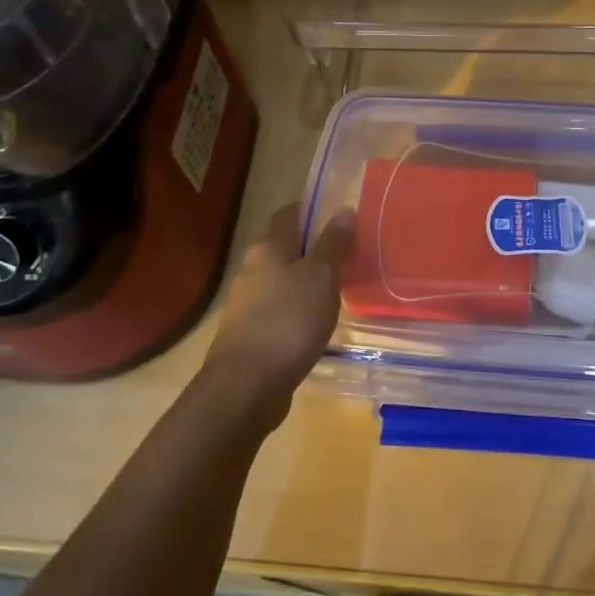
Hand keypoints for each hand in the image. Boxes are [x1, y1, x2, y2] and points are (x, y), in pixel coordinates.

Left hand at [200, 203, 354, 430]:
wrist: (246, 386)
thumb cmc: (288, 321)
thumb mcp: (320, 277)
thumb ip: (333, 244)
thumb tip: (344, 209)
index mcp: (269, 247)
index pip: (289, 213)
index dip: (313, 209)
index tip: (340, 215)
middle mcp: (253, 268)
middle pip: (285, 246)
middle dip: (313, 246)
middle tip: (348, 253)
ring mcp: (248, 302)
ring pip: (282, 279)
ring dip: (306, 279)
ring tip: (339, 287)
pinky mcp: (251, 332)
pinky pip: (280, 308)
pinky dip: (298, 307)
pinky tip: (317, 320)